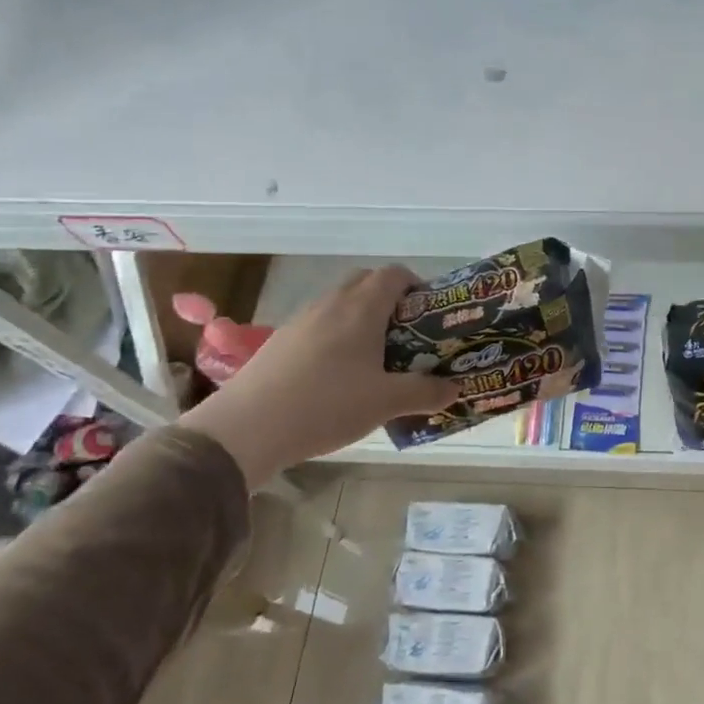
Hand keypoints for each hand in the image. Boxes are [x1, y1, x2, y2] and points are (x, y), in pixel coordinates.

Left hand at [180, 266, 456, 487]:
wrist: (248, 428)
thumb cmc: (328, 405)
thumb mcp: (387, 403)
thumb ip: (426, 392)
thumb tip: (454, 388)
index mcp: (361, 309)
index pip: (394, 275)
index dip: (417, 286)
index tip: (430, 313)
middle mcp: (331, 304)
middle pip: (365, 282)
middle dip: (390, 299)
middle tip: (407, 333)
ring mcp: (301, 321)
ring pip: (340, 304)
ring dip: (362, 319)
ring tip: (377, 357)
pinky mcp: (281, 342)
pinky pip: (319, 326)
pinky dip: (337, 337)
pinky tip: (340, 375)